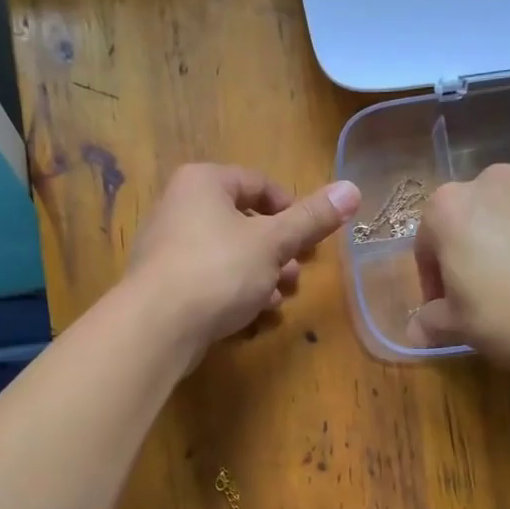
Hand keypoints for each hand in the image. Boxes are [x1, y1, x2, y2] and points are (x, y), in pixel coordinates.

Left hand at [125, 163, 360, 364]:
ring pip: (229, 252)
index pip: (258, 183)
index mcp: (203, 182)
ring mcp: (168, 247)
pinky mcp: (165, 283)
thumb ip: (312, 218)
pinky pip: (209, 277)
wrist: (156, 326)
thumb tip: (352, 188)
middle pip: (243, 220)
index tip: (311, 237)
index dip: (291, 208)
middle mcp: (180, 206)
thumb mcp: (273, 242)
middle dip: (278, 249)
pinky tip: (255, 312)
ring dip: (262, 272)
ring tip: (281, 296)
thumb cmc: (218, 269)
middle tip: (298, 272)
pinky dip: (235, 289)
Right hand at [413, 164, 509, 367]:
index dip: (434, 279)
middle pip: (474, 215)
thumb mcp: (461, 328)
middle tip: (492, 289)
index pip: (428, 242)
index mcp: (449, 208)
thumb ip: (430, 322)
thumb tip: (415, 329)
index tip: (448, 307)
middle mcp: (493, 178)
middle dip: (477, 247)